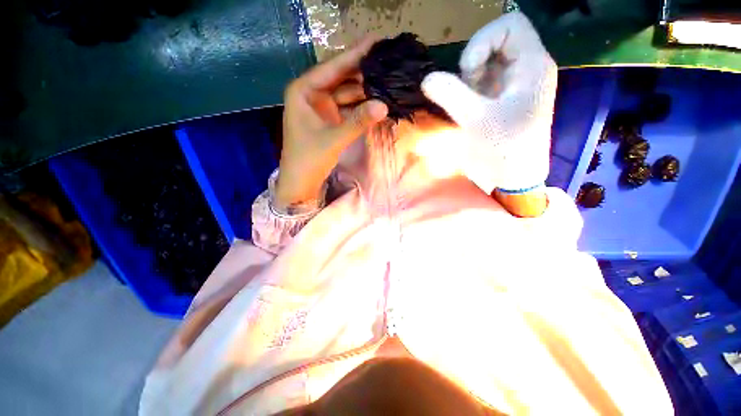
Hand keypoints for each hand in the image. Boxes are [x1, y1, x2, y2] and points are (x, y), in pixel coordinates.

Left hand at [276, 38, 388, 209]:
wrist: (301, 182)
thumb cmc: (308, 159)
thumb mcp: (333, 139)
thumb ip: (358, 122)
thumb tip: (384, 106)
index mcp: (304, 90)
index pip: (333, 67)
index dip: (355, 54)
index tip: (377, 41)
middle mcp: (313, 94)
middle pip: (342, 78)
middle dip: (364, 73)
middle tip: (388, 63)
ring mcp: (323, 107)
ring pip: (347, 94)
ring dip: (366, 91)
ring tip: (389, 82)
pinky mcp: (331, 120)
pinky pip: (349, 108)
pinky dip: (362, 107)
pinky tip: (378, 103)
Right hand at [421, 11, 556, 193]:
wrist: (515, 177)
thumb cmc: (504, 149)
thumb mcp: (476, 120)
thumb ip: (450, 95)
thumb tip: (426, 79)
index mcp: (531, 65)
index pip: (510, 25)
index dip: (482, 41)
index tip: (467, 73)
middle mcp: (527, 69)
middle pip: (495, 42)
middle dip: (473, 64)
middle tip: (466, 92)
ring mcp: (515, 84)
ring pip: (487, 63)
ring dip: (469, 80)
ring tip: (466, 104)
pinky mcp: (505, 99)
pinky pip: (484, 82)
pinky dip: (470, 91)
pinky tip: (467, 109)